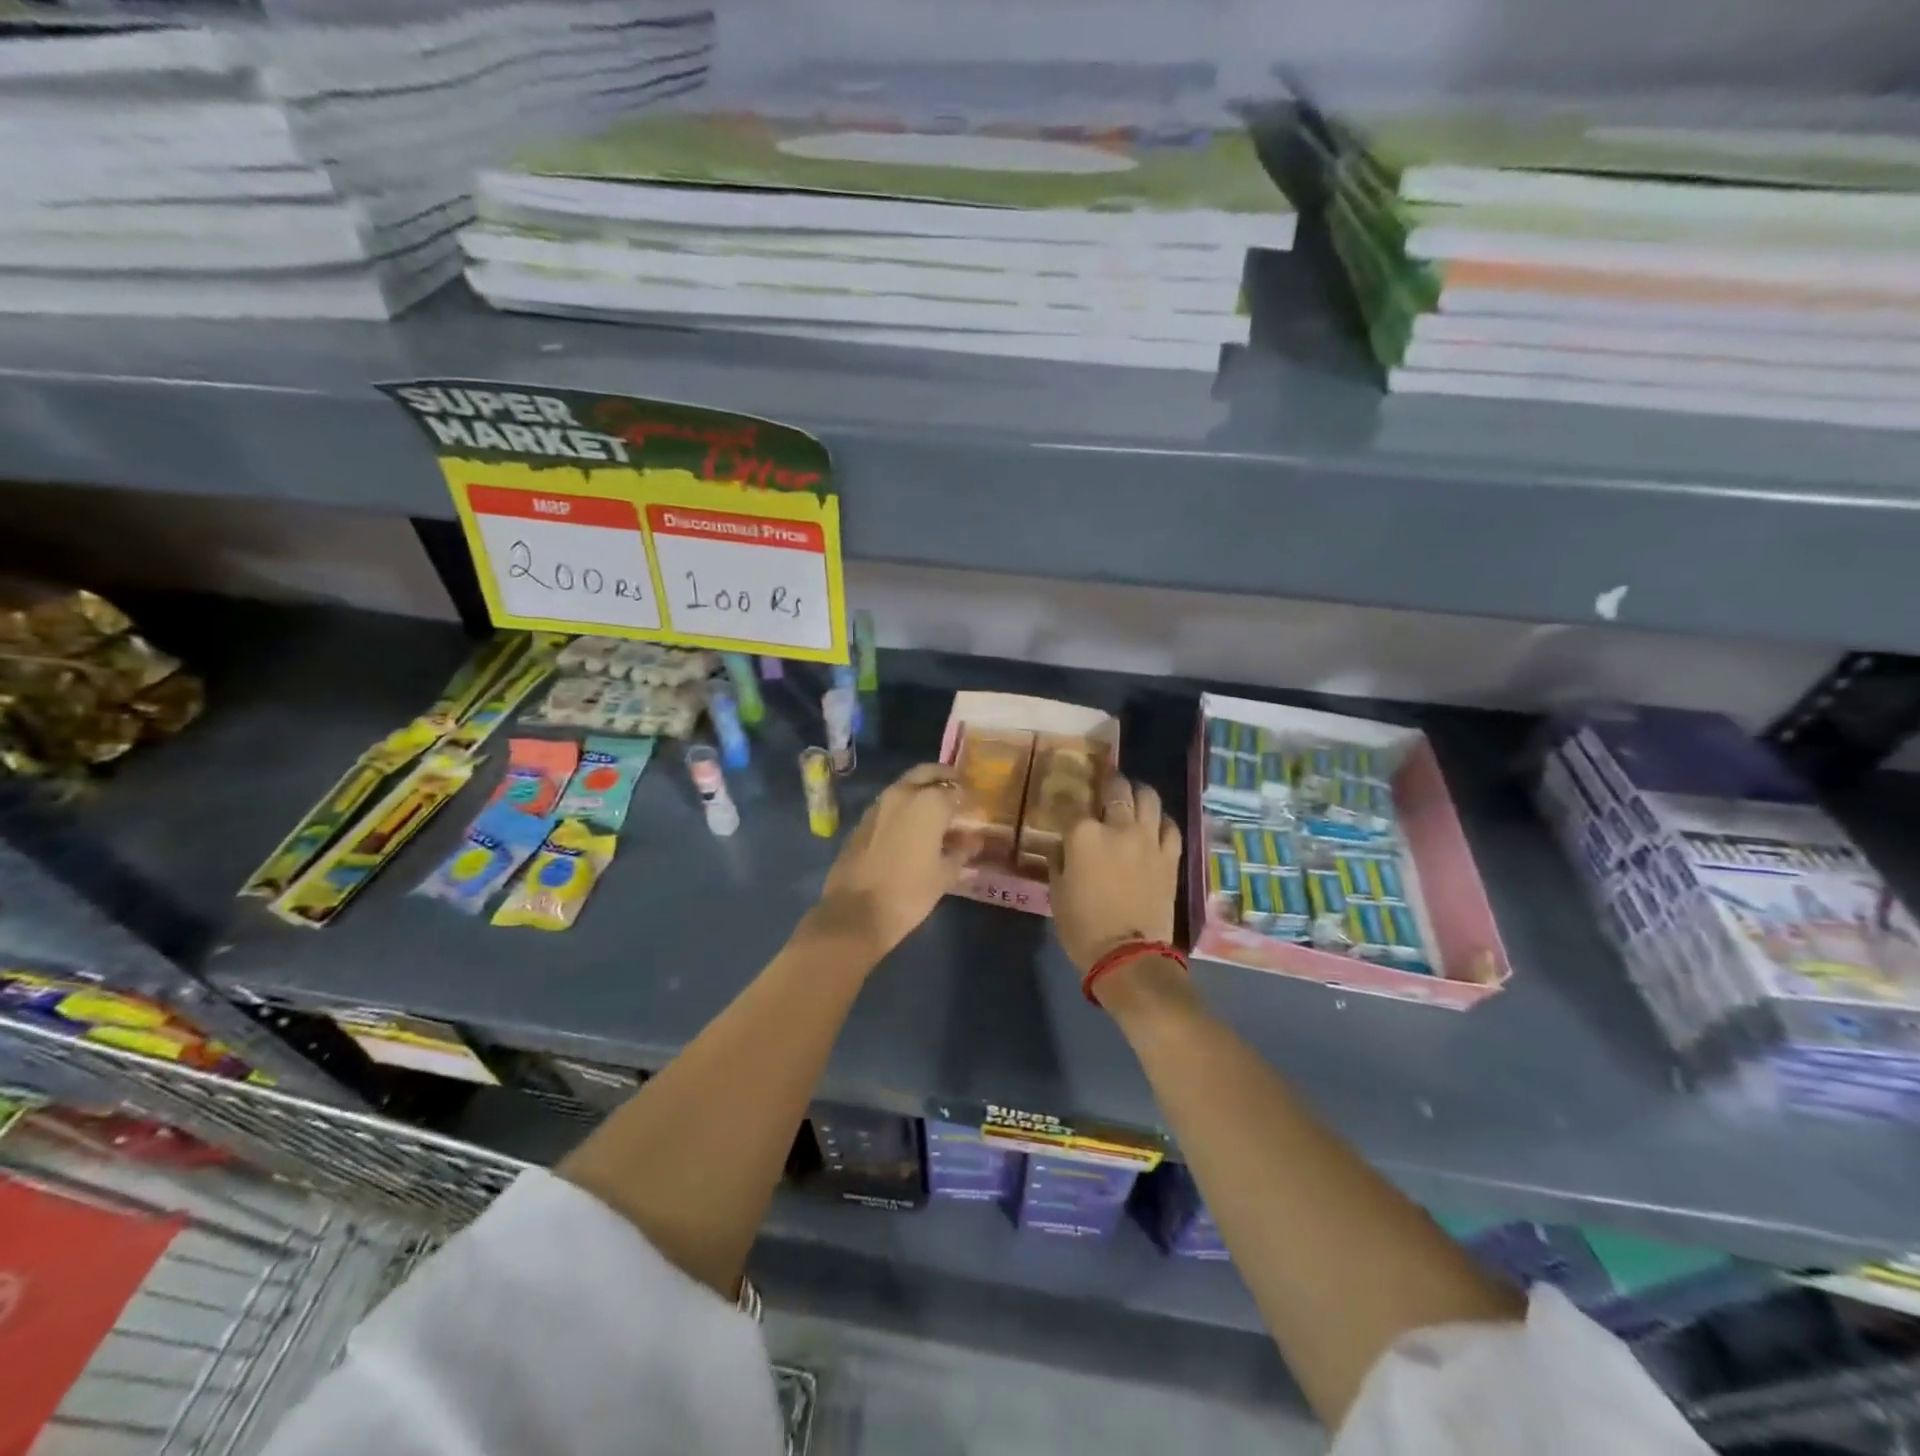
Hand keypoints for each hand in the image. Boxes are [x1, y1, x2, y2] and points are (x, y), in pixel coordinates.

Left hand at [808, 764, 979, 962]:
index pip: (957, 791)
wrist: (855, 912)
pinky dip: (904, 807)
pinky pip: (890, 804)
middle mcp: (903, 793)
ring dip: (922, 791)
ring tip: (936, 810)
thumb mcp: (945, 874)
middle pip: (928, 773)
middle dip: (944, 778)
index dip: (970, 799)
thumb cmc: (909, 893)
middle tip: (957, 789)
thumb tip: (974, 840)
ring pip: (906, 785)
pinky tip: (912, 827)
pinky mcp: (863, 820)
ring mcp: (879, 805)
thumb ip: (962, 850)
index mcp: (929, 803)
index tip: (977, 808)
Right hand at [1053, 777, 1182, 973]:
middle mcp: (1118, 827)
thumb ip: (1059, 860)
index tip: (1066, 803)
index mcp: (1083, 834)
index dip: (1068, 801)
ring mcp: (1148, 840)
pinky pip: (1170, 826)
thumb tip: (1064, 846)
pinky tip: (1155, 823)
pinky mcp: (1169, 856)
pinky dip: (1161, 820)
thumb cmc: (1082, 926)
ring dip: (1139, 792)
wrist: (1127, 955)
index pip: (1073, 805)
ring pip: (1149, 798)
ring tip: (1133, 795)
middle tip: (1107, 785)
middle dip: (1110, 783)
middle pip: (1117, 789)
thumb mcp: (1056, 891)